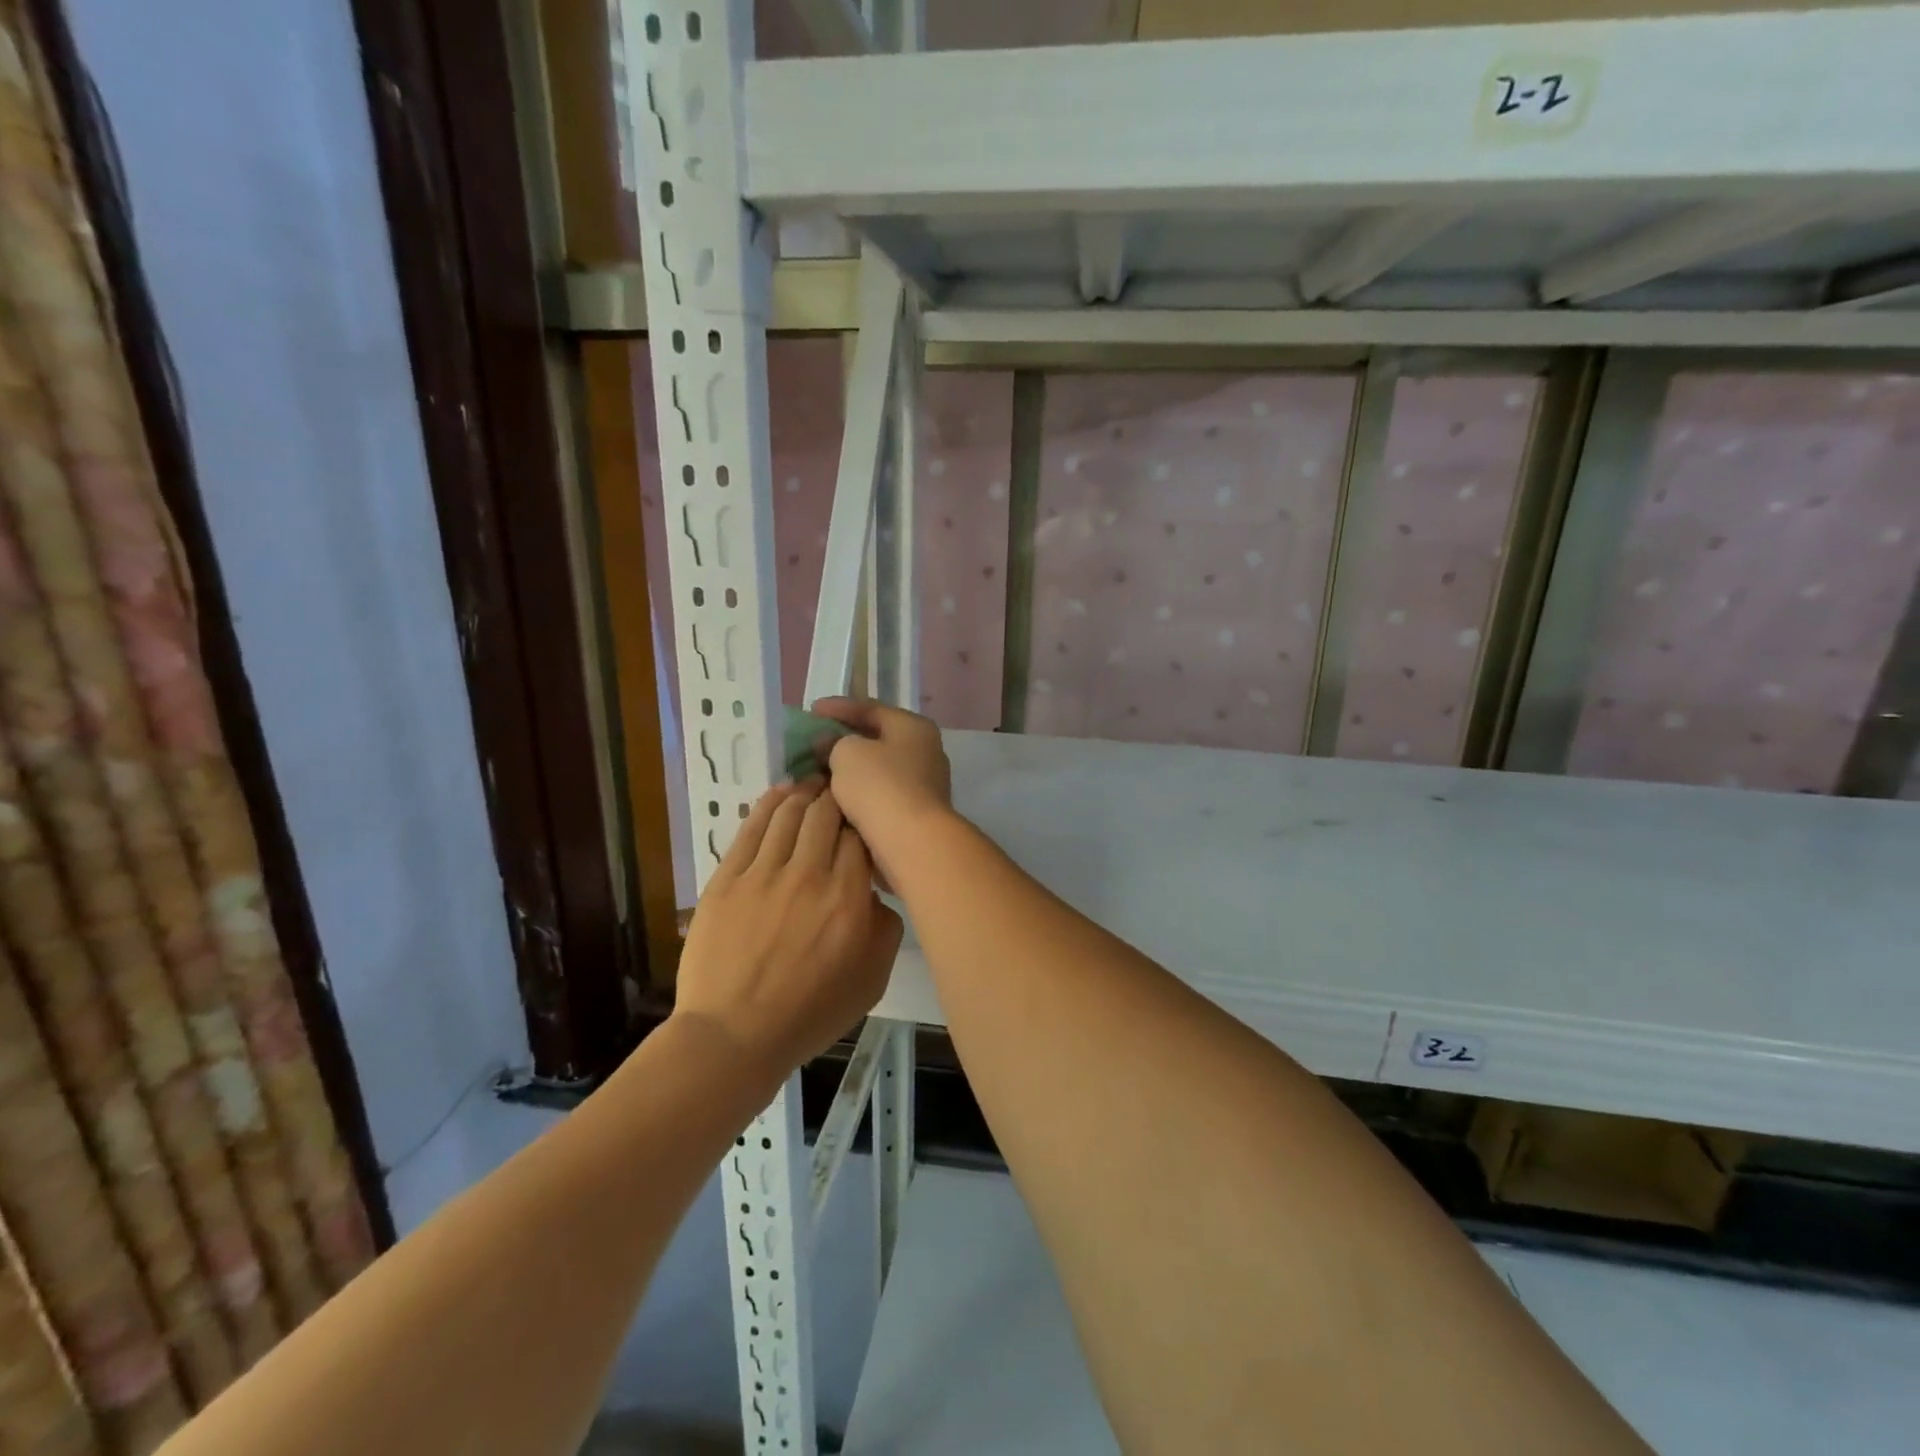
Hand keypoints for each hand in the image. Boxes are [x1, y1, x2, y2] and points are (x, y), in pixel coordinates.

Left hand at [674, 782, 902, 1070]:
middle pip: (826, 814)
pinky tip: (781, 793)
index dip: (865, 821)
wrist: (733, 1036)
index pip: (861, 837)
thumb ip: (886, 928)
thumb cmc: (809, 1013)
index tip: (866, 821)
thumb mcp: (872, 980)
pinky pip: (751, 828)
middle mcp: (808, 876)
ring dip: (805, 793)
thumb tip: (875, 892)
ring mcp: (763, 874)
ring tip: (813, 787)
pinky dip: (769, 803)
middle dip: (837, 798)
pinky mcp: (727, 878)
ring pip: (789, 812)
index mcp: (847, 899)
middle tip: (841, 795)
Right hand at [809, 698, 952, 882]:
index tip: (811, 710)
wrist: (912, 842)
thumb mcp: (847, 753)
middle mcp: (925, 751)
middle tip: (813, 742)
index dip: (839, 707)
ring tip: (818, 770)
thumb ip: (833, 742)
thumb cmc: (880, 786)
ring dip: (850, 769)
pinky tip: (835, 796)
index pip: (871, 708)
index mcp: (914, 727)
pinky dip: (859, 792)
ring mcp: (924, 784)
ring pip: (878, 769)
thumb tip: (828, 742)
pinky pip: (880, 794)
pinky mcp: (916, 813)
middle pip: (877, 739)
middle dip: (844, 740)